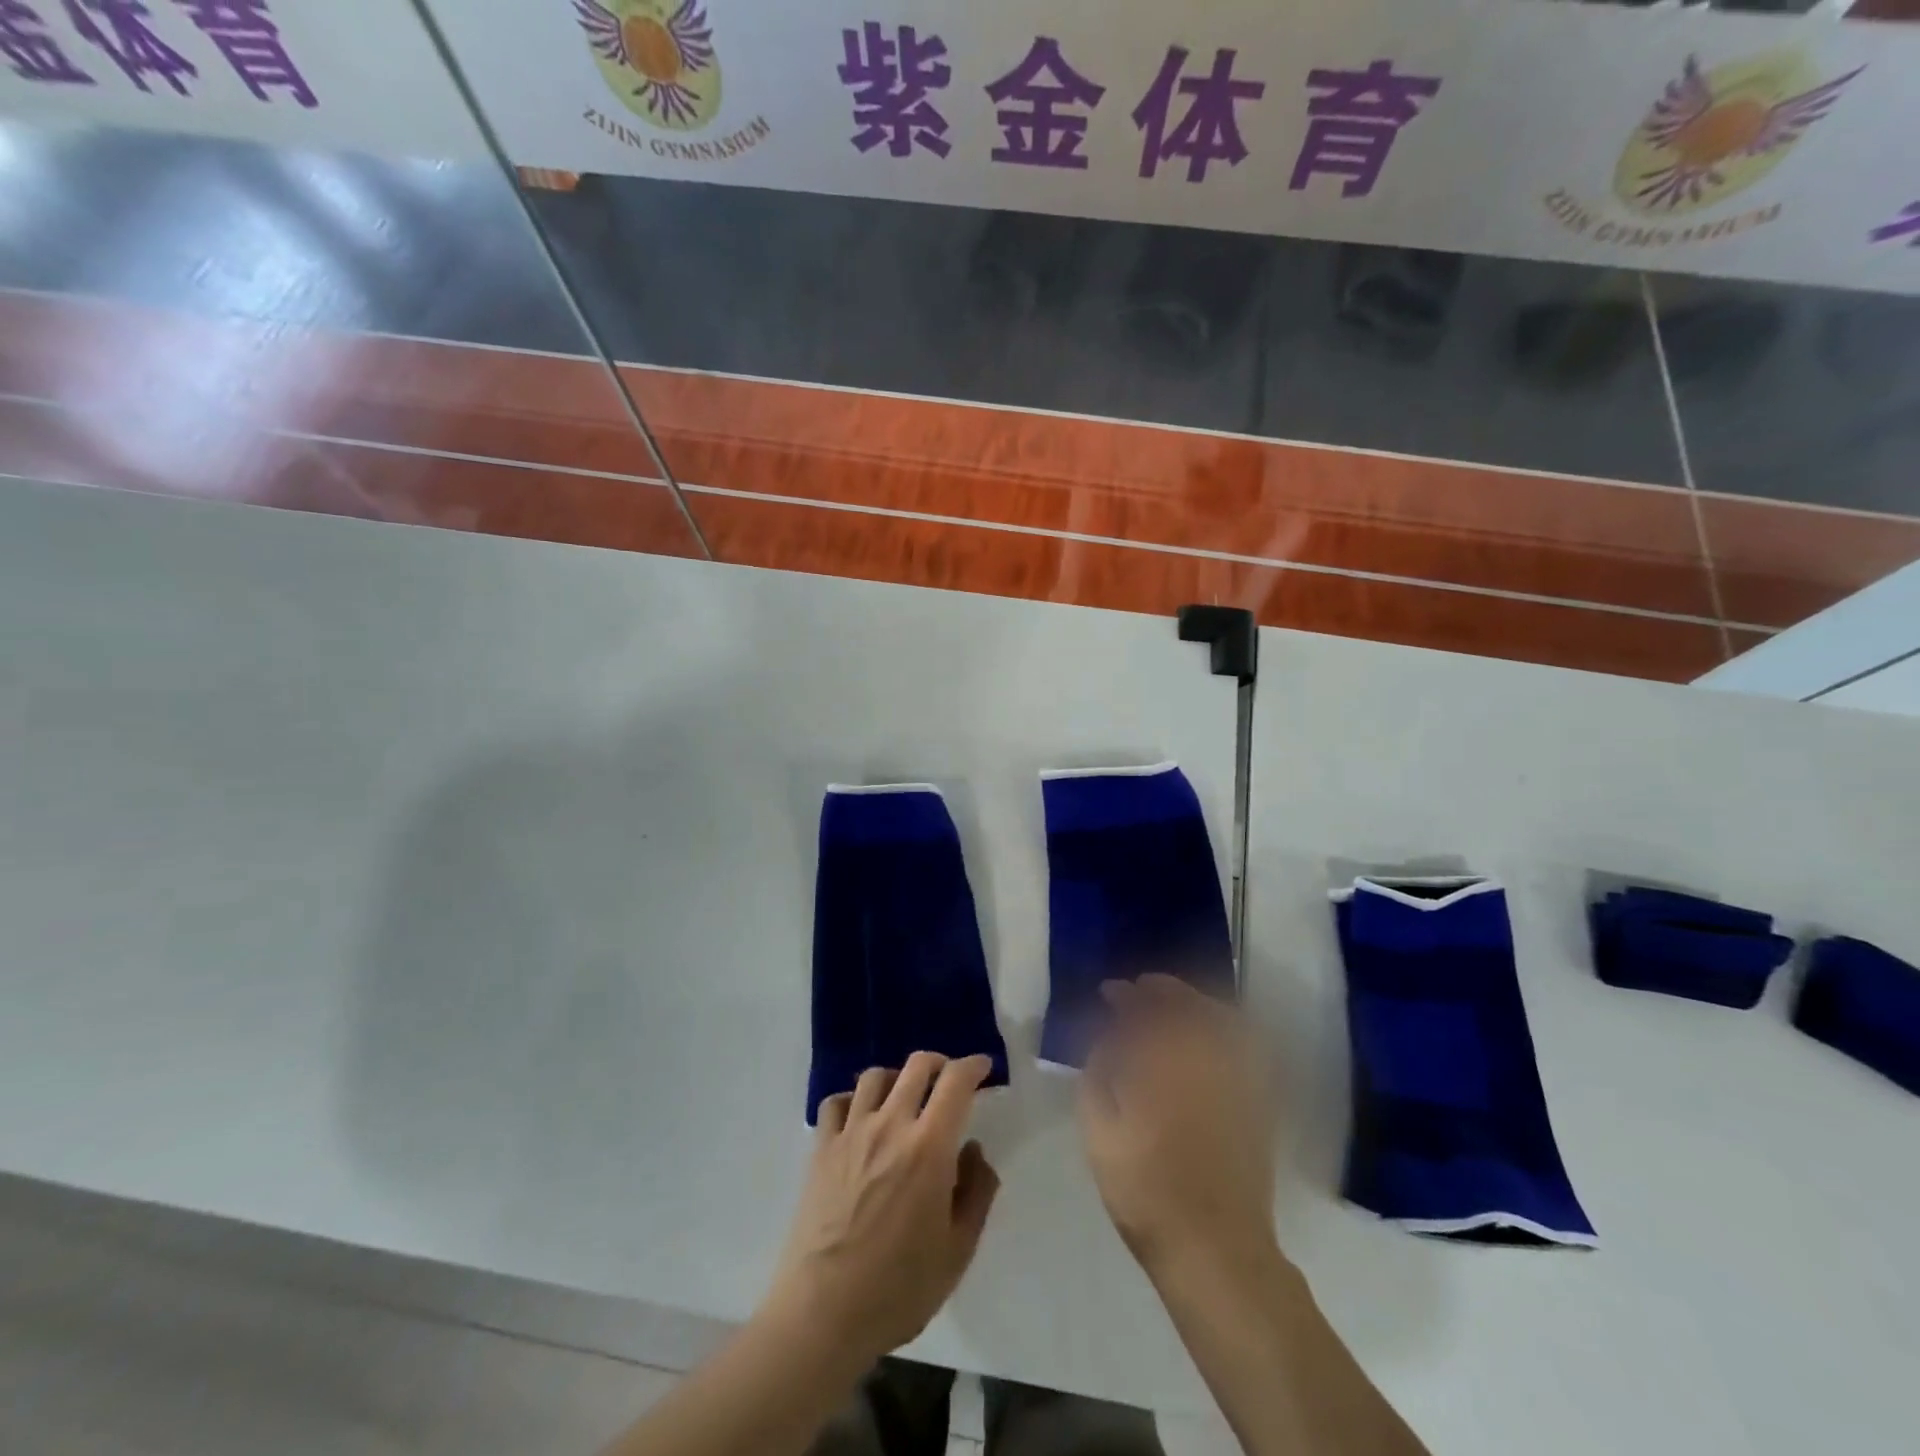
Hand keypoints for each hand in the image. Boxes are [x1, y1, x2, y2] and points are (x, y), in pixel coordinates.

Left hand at [765, 1052, 1000, 1365]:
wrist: (823, 1313)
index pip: (955, 1082)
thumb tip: (974, 1150)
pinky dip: (853, 1100)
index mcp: (929, 1147)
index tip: (983, 1068)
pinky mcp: (821, 1148)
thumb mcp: (958, 1250)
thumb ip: (976, 1192)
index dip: (973, 1066)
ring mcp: (851, 1133)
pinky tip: (860, 1119)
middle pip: (916, 1066)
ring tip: (903, 1098)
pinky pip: (836, 1102)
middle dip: (939, 1063)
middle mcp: (890, 1125)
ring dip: (897, 1077)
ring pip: (875, 1076)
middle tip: (949, 1080)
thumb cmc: (899, 1288)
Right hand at [1079, 975, 1278, 1275]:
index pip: (1143, 1010)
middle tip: (1140, 989)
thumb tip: (1106, 1042)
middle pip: (1187, 1005)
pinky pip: (1245, 1045)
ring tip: (1172, 1005)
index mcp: (1161, 1065)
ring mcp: (1238, 1079)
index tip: (1110, 992)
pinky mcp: (1258, 1101)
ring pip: (1221, 1018)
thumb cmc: (1146, 1192)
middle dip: (1160, 990)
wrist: (1215, 1249)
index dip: (1125, 996)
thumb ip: (1097, 1076)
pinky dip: (1226, 1027)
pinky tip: (1208, 1033)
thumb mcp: (1100, 1135)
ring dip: (1194, 1002)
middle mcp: (1204, 1061)